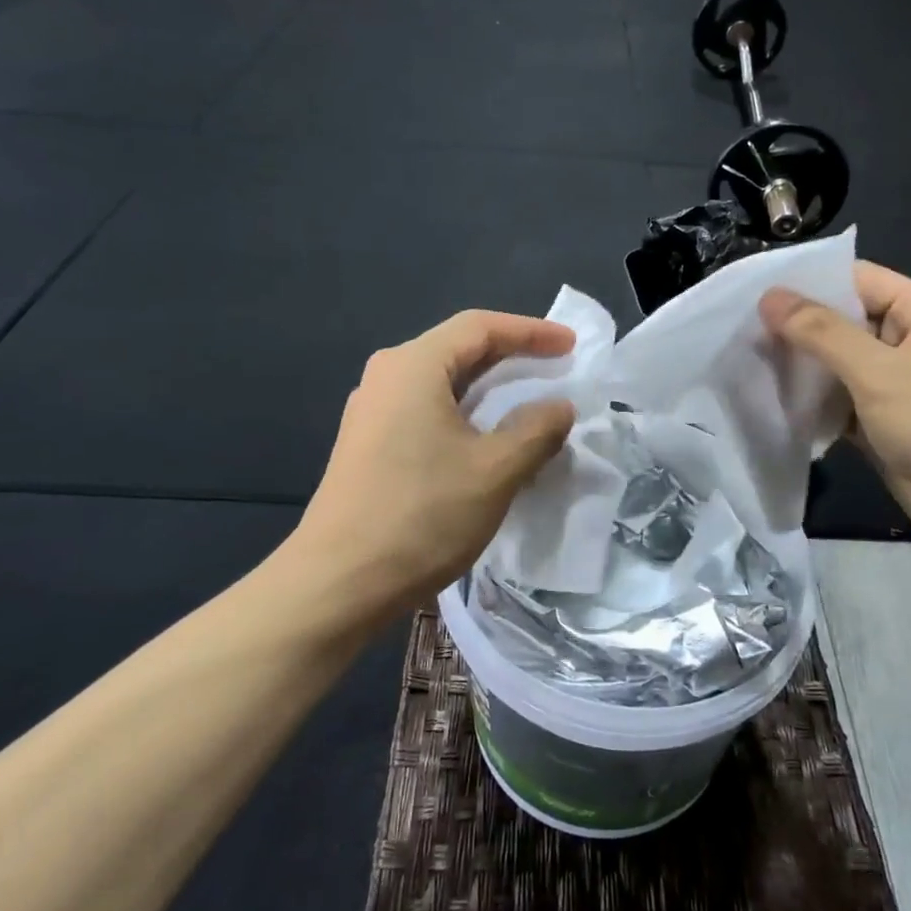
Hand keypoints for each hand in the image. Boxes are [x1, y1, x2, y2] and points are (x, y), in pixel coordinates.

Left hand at [292, 311, 576, 623]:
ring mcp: (372, 411)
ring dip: (488, 389)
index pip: (480, 327)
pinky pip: (426, 410)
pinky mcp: (368, 444)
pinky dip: (465, 414)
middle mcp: (387, 376)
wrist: (339, 583)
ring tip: (529, 403)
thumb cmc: (422, 516)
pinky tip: (486, 440)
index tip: (571, 346)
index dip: (531, 331)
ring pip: (442, 383)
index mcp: (413, 366)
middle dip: (511, 356)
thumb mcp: (495, 471)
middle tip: (555, 369)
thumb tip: (560, 406)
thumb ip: (536, 430)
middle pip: (458, 349)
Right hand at [761, 263, 910, 561]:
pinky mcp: (888, 425)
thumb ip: (821, 332)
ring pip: (841, 367)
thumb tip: (770, 296)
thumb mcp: (879, 371)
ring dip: (802, 369)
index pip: (857, 280)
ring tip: (747, 366)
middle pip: (845, 323)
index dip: (807, 284)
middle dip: (797, 330)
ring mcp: (901, 386)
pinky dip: (815, 405)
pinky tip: (775, 405)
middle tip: (740, 334)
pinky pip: (843, 404)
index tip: (754, 295)